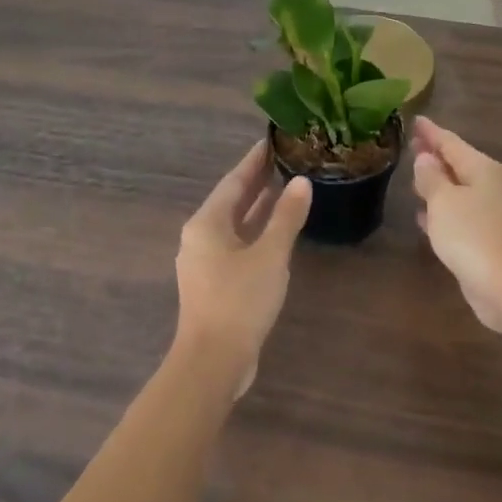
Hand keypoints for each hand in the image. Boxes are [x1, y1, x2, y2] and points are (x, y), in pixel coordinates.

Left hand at [175, 142, 311, 398]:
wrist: (213, 360)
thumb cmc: (240, 300)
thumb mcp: (270, 254)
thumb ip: (286, 216)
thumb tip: (301, 182)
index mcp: (207, 223)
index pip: (233, 181)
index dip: (254, 160)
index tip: (272, 140)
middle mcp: (200, 237)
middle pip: (231, 200)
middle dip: (256, 181)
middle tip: (284, 159)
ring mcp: (205, 262)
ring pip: (234, 224)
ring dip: (257, 207)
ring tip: (284, 187)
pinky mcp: (214, 283)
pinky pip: (237, 244)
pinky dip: (255, 231)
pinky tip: (275, 231)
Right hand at [412, 118, 501, 338]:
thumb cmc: (473, 235)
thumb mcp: (444, 200)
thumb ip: (431, 177)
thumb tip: (425, 158)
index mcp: (481, 169)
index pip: (450, 142)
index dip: (430, 132)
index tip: (414, 120)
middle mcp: (487, 186)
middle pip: (456, 163)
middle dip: (434, 155)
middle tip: (411, 144)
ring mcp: (487, 213)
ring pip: (455, 190)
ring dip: (435, 183)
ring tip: (412, 177)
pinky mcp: (483, 239)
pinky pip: (456, 215)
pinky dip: (439, 211)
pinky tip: (422, 216)